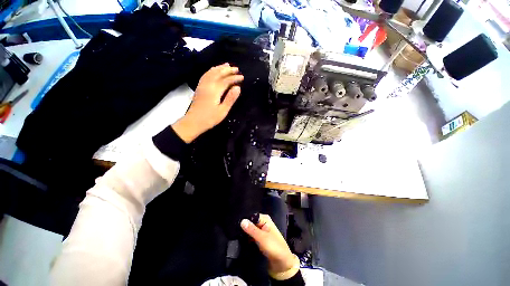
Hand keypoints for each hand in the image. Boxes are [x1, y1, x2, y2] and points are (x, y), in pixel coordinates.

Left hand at [172, 63, 243, 142]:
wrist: (193, 122)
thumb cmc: (210, 118)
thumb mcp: (223, 111)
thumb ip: (230, 98)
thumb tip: (238, 87)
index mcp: (214, 91)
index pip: (226, 80)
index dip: (234, 78)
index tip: (242, 77)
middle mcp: (208, 85)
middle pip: (218, 73)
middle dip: (228, 70)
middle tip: (236, 69)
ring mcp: (202, 85)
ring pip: (211, 72)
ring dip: (219, 67)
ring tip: (227, 65)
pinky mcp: (199, 88)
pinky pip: (205, 75)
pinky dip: (212, 70)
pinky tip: (214, 71)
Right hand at [241, 214, 298, 278]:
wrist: (282, 263)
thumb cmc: (274, 247)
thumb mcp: (262, 238)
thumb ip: (252, 229)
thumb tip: (241, 221)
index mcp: (265, 219)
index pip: (252, 216)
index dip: (244, 220)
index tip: (235, 225)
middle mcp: (263, 223)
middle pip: (250, 222)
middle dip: (244, 227)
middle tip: (234, 232)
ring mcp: (261, 231)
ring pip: (250, 229)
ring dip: (245, 233)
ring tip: (235, 236)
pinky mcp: (260, 239)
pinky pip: (251, 236)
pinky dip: (247, 237)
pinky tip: (240, 240)